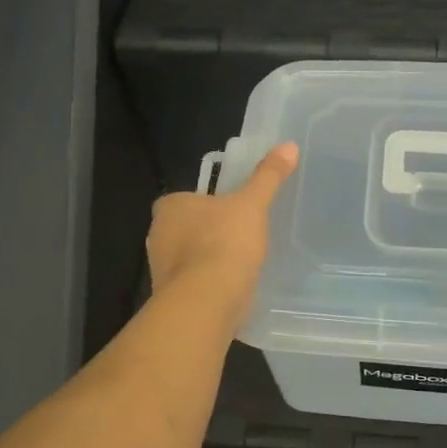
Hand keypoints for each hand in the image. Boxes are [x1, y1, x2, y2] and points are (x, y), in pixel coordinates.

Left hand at [146, 143, 298, 327]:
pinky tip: (232, 288)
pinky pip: (193, 285)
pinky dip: (209, 285)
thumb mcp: (252, 204)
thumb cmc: (224, 243)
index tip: (228, 210)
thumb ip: (268, 176)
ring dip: (207, 260)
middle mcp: (157, 236)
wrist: (206, 302)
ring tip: (240, 263)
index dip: (205, 203)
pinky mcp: (171, 298)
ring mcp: (161, 270)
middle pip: (184, 229)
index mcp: (170, 207)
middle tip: (239, 234)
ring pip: (187, 258)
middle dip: (206, 232)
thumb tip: (289, 146)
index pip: (183, 199)